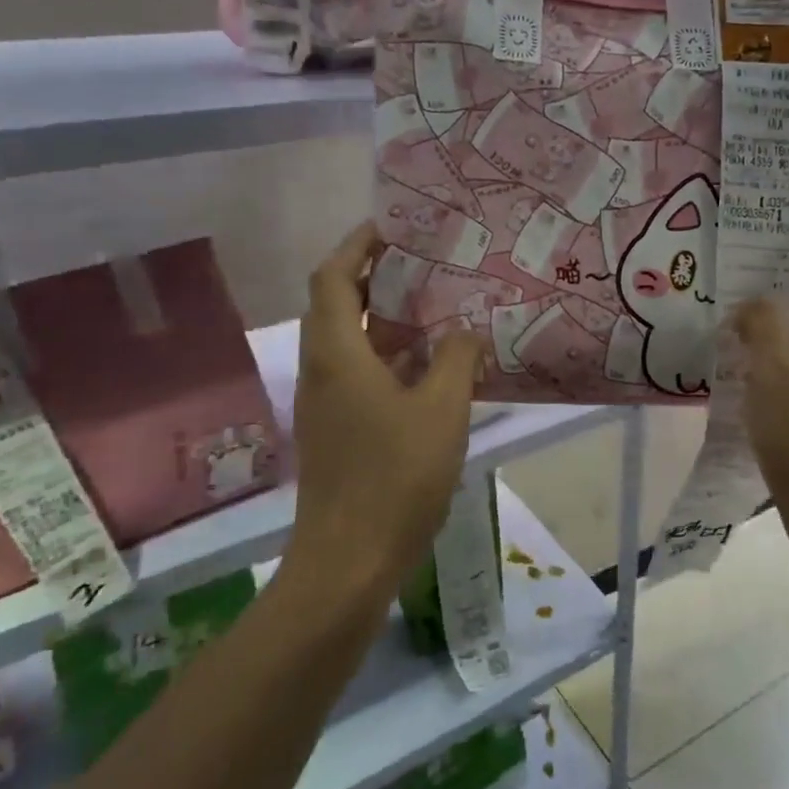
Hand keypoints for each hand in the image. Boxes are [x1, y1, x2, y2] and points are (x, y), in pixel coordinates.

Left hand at [285, 223, 483, 608]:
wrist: (349, 561)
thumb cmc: (394, 477)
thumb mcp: (441, 410)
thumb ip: (456, 359)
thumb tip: (465, 331)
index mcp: (337, 354)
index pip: (332, 277)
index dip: (358, 245)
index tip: (394, 226)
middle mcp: (323, 370)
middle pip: (337, 304)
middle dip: (377, 276)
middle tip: (427, 262)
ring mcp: (328, 404)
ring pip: (352, 342)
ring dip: (388, 319)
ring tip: (439, 306)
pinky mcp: (339, 431)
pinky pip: (362, 374)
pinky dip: (392, 357)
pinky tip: (434, 367)